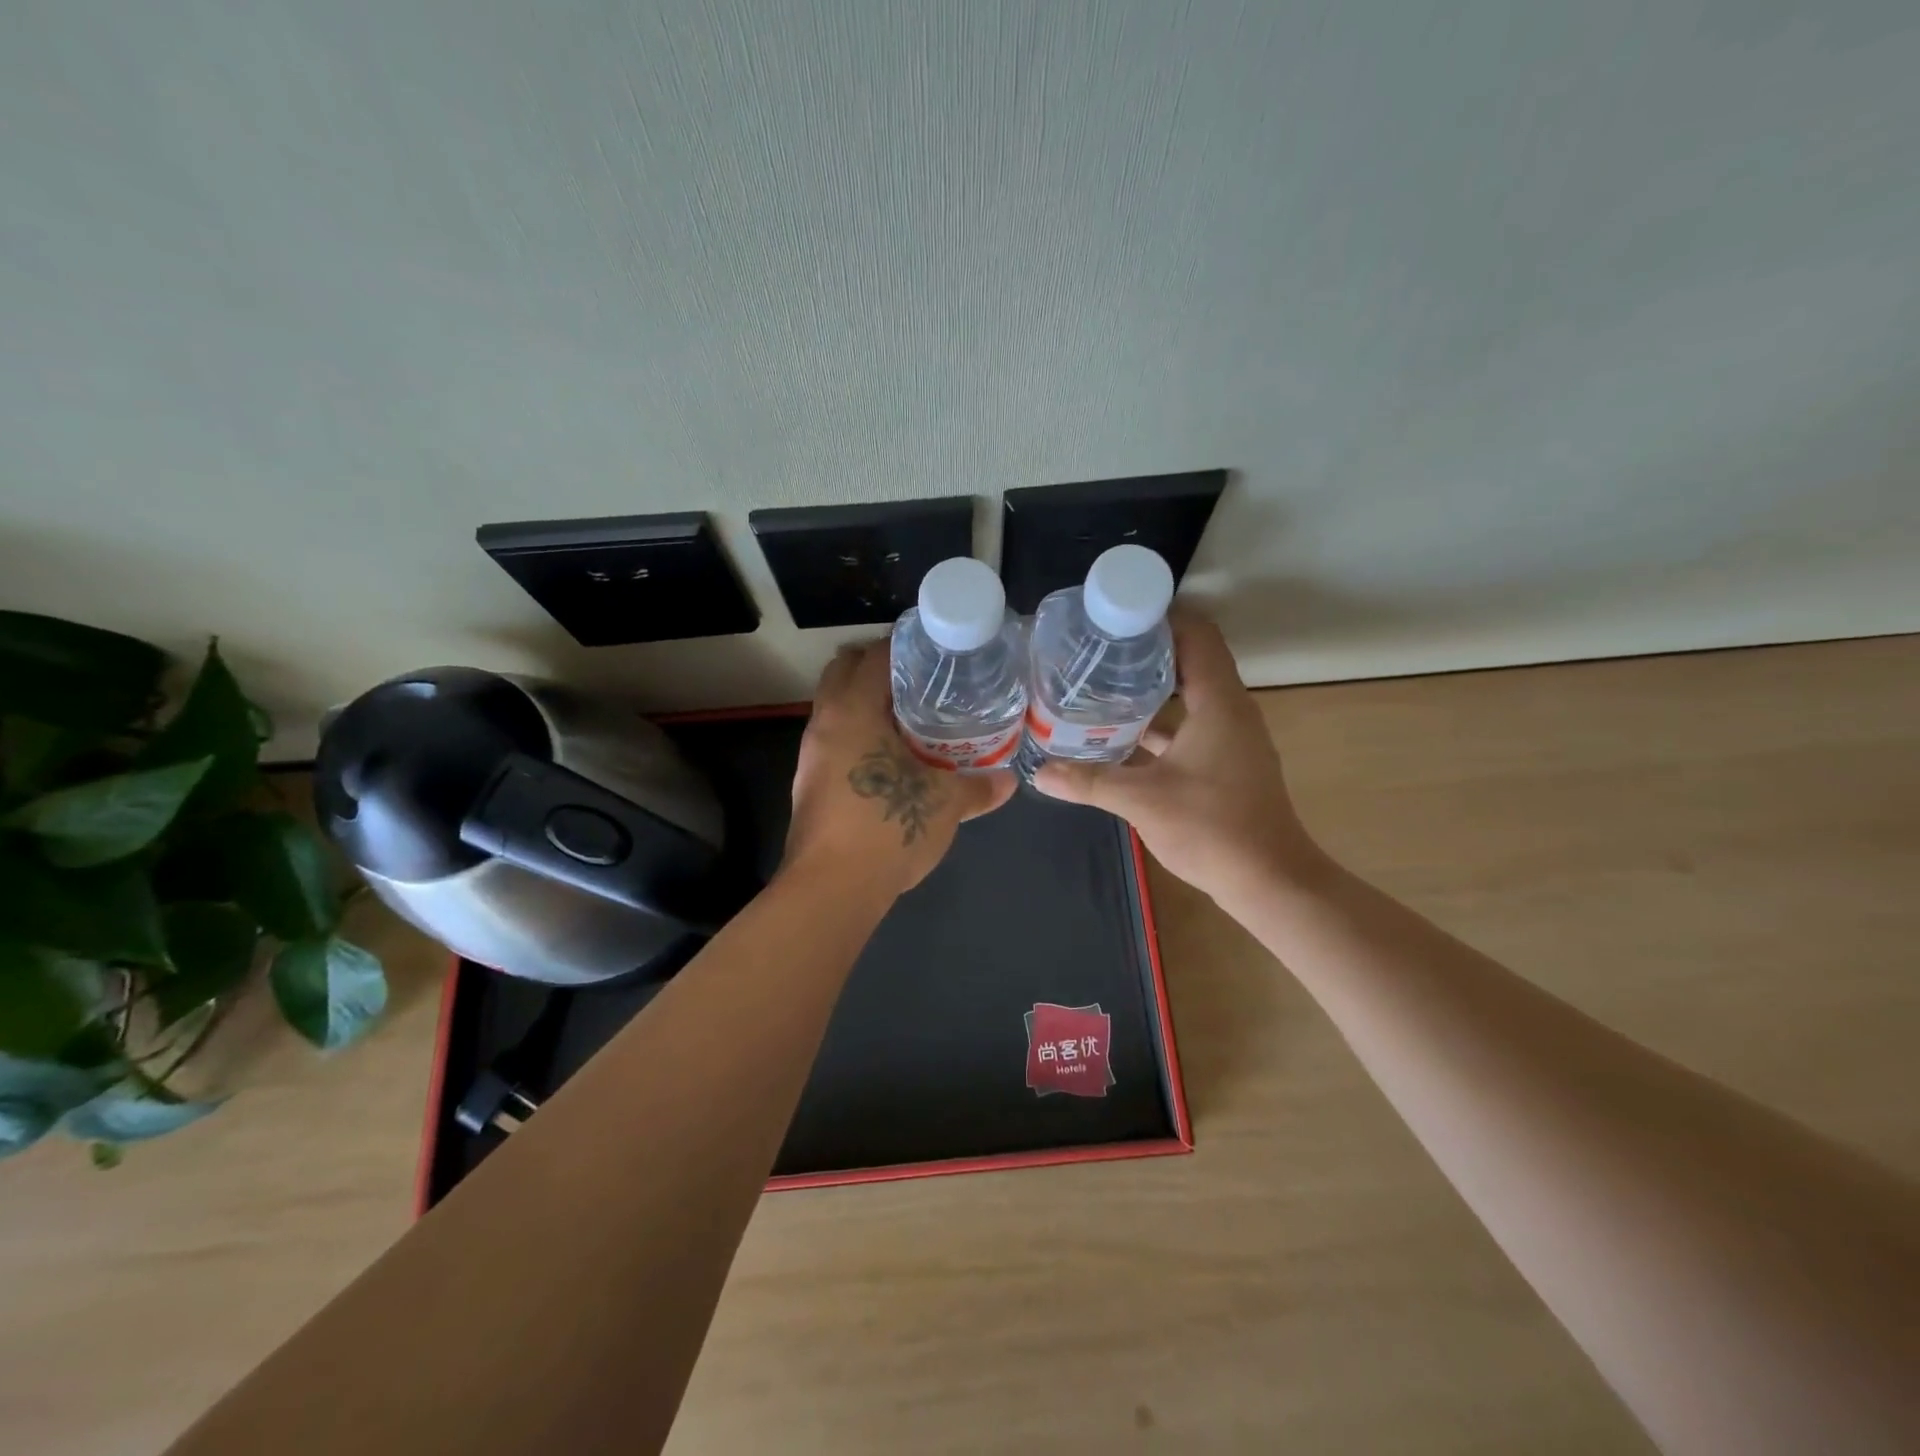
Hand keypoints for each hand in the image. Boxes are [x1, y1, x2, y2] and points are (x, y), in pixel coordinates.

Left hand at [784, 641, 1016, 895]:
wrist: (831, 890)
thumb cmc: (887, 828)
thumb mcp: (945, 805)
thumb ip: (979, 787)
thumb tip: (1010, 781)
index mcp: (853, 711)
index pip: (874, 656)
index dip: (905, 646)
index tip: (935, 650)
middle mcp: (825, 723)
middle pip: (843, 671)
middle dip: (878, 667)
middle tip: (921, 678)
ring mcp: (811, 755)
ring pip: (836, 708)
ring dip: (866, 702)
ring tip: (911, 715)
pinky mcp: (809, 784)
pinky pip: (834, 739)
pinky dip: (858, 734)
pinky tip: (891, 756)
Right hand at [1032, 612, 1327, 900]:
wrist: (1269, 880)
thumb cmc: (1212, 828)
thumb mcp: (1143, 800)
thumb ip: (1089, 781)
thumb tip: (1039, 773)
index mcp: (1219, 702)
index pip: (1197, 635)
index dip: (1160, 617)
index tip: (1115, 616)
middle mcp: (1230, 710)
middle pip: (1191, 659)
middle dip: (1146, 650)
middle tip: (1098, 649)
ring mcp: (1230, 737)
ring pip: (1190, 695)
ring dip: (1152, 687)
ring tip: (1102, 683)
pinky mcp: (1226, 762)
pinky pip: (1191, 725)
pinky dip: (1160, 723)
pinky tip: (1122, 734)